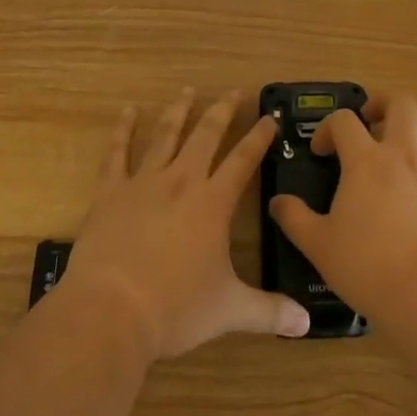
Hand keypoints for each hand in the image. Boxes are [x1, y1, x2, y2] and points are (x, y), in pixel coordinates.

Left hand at [60, 88, 309, 361]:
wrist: (111, 312)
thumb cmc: (175, 310)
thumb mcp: (229, 311)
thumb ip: (269, 312)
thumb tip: (307, 325)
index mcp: (213, 203)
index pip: (243, 161)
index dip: (259, 137)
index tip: (270, 116)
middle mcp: (182, 182)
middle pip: (206, 135)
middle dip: (222, 111)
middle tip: (232, 91)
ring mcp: (143, 183)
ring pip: (165, 135)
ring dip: (179, 111)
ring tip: (186, 90)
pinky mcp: (110, 193)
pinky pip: (116, 153)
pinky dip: (122, 130)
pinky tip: (127, 111)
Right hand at [267, 93, 416, 314]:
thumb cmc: (368, 265)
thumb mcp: (319, 245)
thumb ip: (295, 219)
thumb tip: (278, 202)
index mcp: (366, 160)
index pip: (344, 120)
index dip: (327, 128)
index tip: (320, 152)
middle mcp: (403, 156)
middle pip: (402, 103)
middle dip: (382, 103)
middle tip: (368, 121)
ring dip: (411, 131)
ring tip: (394, 152)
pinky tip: (411, 201)